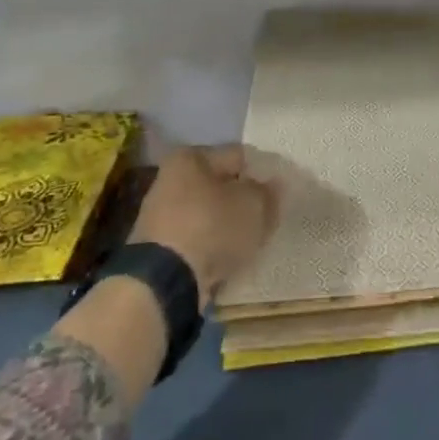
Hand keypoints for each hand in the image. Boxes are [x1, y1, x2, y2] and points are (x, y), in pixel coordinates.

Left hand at [129, 145, 277, 305]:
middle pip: (221, 185)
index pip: (238, 156)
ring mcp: (161, 215)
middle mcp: (170, 179)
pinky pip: (197, 239)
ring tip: (252, 240)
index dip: (263, 172)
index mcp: (190, 157)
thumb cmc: (212, 227)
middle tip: (268, 216)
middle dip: (244, 200)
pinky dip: (213, 245)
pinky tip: (230, 257)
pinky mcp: (158, 248)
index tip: (280, 192)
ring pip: (209, 213)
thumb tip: (272, 186)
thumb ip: (268, 192)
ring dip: (229, 224)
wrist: (165, 282)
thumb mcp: (254, 204)